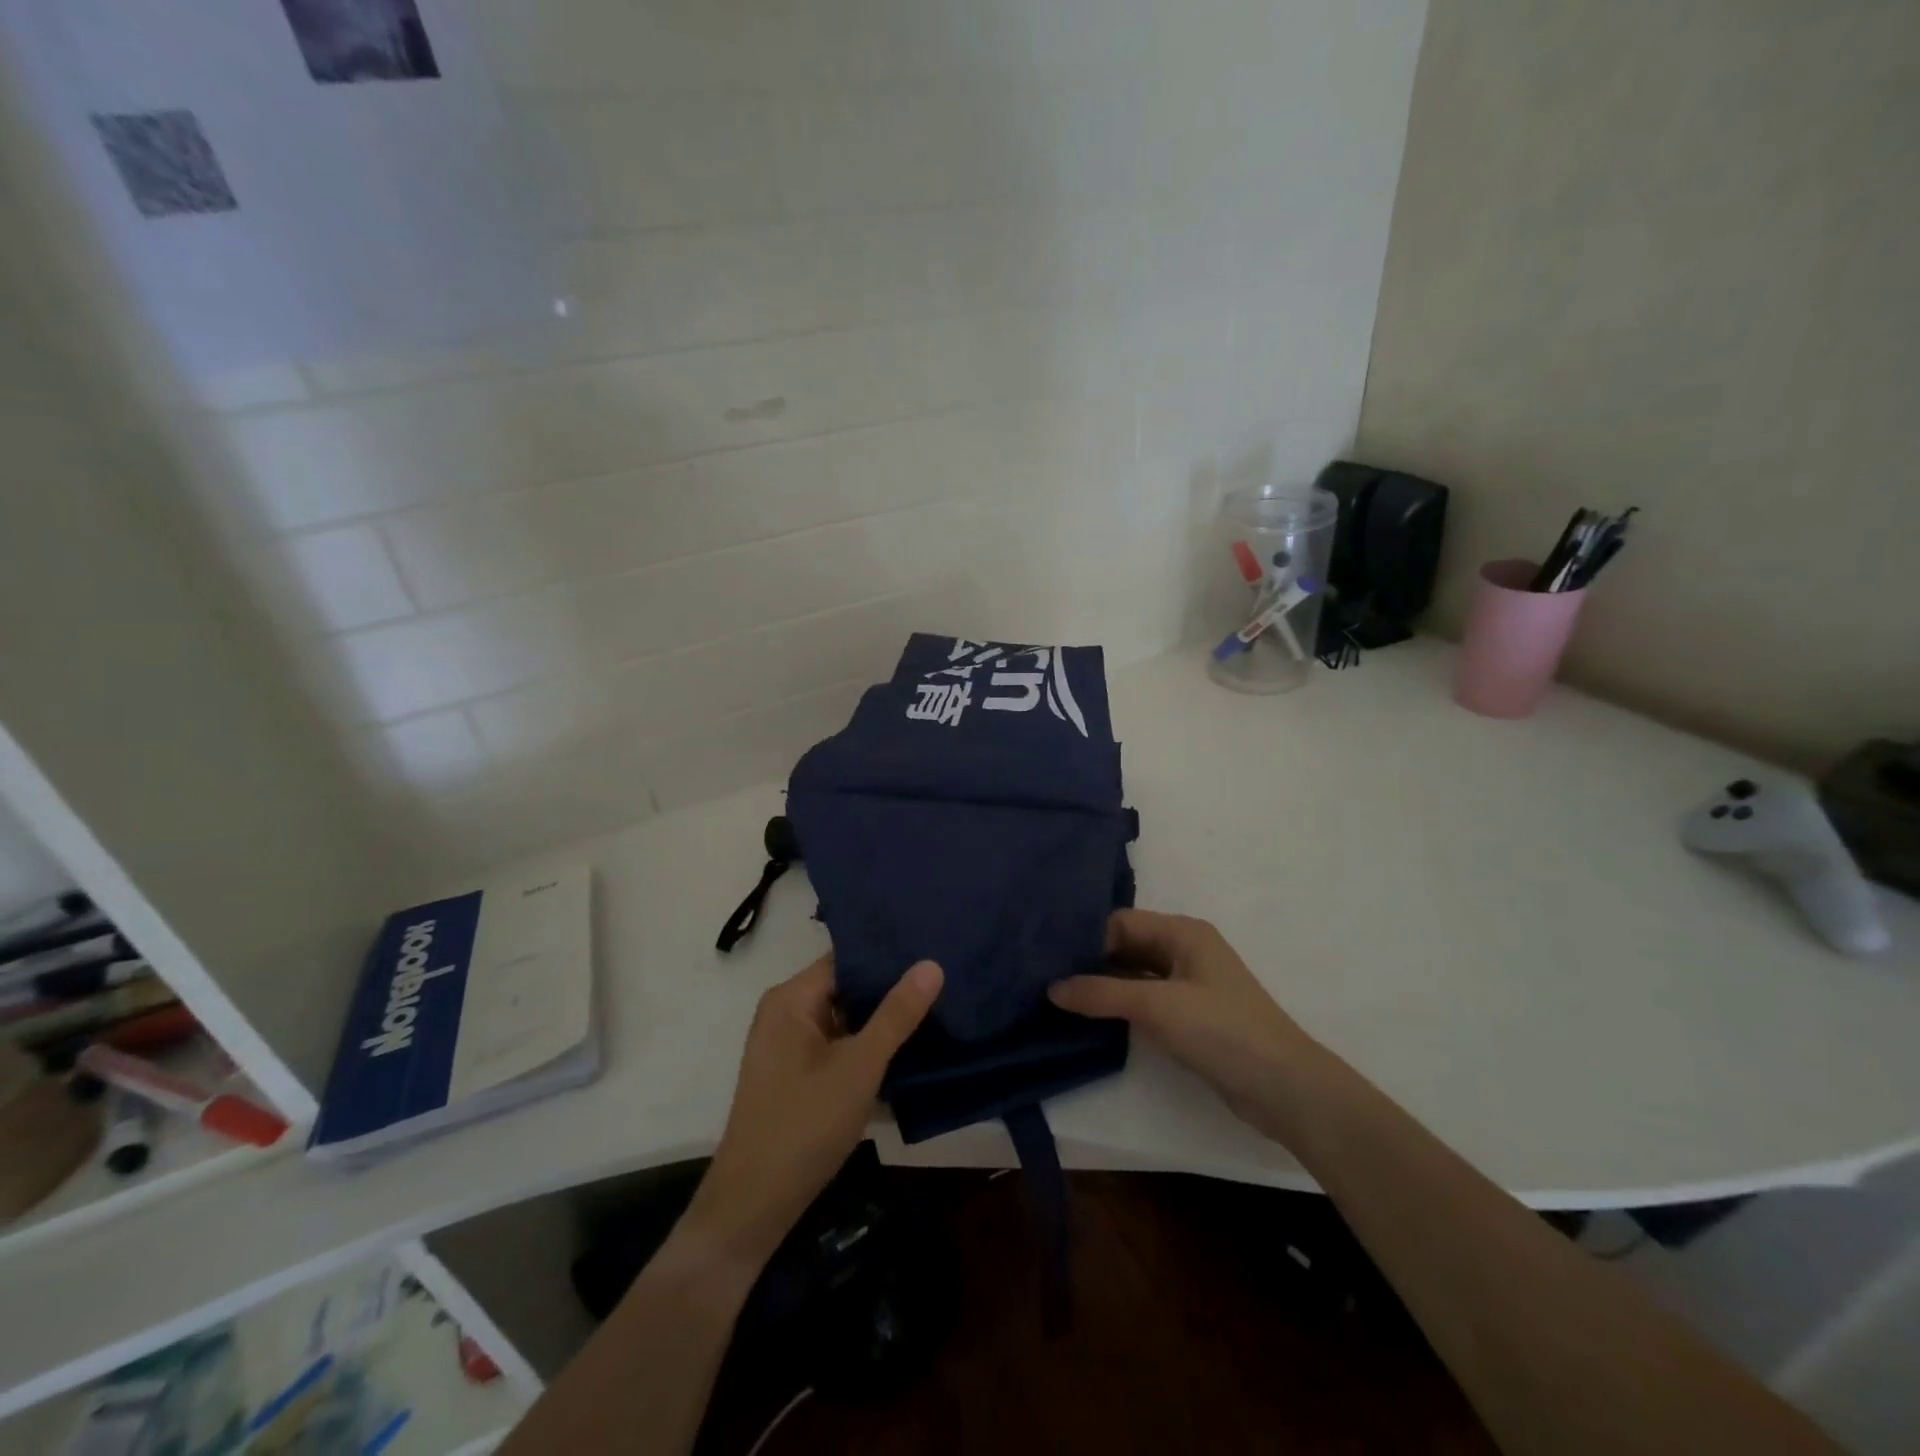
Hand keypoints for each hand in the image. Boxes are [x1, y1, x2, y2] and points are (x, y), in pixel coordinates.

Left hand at [684, 955, 942, 1269]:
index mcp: (791, 998)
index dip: (889, 955)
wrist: (753, 1207)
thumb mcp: (860, 1066)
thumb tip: (931, 963)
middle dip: (891, 990)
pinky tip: (907, 1052)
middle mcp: (785, 1012)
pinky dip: (866, 1048)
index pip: (847, 958)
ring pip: (845, 1019)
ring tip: (937, 1010)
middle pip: (846, 987)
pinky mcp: (795, 1075)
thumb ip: (897, 1014)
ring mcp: (788, 1045)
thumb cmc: (805, 1125)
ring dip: (881, 1022)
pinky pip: (837, 1045)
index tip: (934, 951)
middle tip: (944, 982)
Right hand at [1049, 909, 1323, 1142]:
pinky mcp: (1189, 1016)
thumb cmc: (1223, 1031)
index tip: (1046, 955)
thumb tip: (1051, 987)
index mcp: (1182, 932)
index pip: (1121, 922)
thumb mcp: (1158, 1006)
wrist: (1285, 1089)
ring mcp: (1188, 985)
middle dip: (1089, 960)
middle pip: (1126, 946)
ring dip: (1101, 985)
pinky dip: (1118, 1006)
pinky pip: (1144, 1000)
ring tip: (1056, 996)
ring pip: (1133, 975)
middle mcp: (1184, 950)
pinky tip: (1089, 1017)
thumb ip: (1102, 994)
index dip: (1086, 937)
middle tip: (1043, 975)